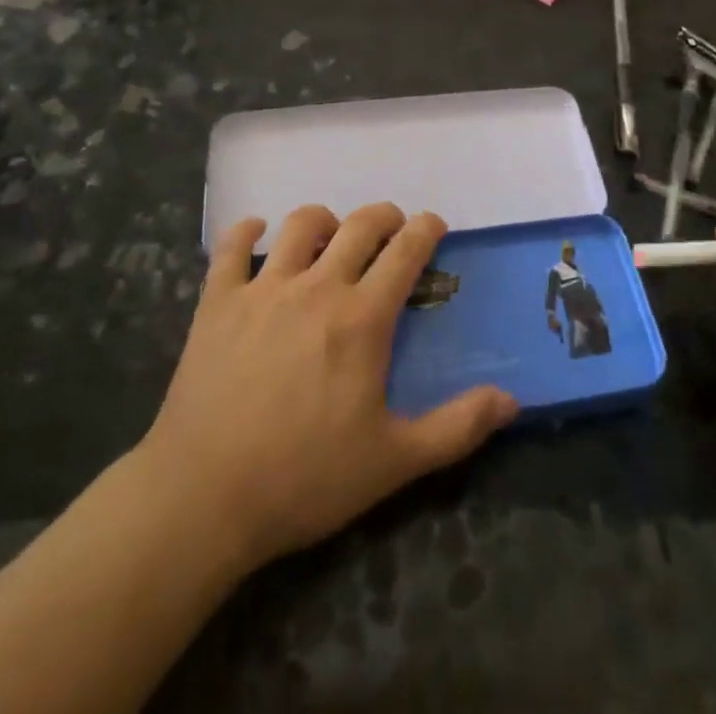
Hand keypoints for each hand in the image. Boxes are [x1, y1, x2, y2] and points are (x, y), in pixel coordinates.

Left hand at [138, 204, 517, 573]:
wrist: (203, 498)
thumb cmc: (304, 478)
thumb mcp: (393, 461)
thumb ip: (457, 427)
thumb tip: (512, 401)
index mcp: (362, 318)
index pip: (405, 251)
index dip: (425, 229)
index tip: (434, 225)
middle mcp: (317, 287)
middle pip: (358, 224)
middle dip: (383, 216)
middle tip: (391, 229)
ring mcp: (263, 289)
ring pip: (299, 224)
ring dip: (323, 220)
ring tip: (329, 235)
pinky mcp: (217, 302)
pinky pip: (231, 247)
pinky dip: (245, 231)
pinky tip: (256, 234)